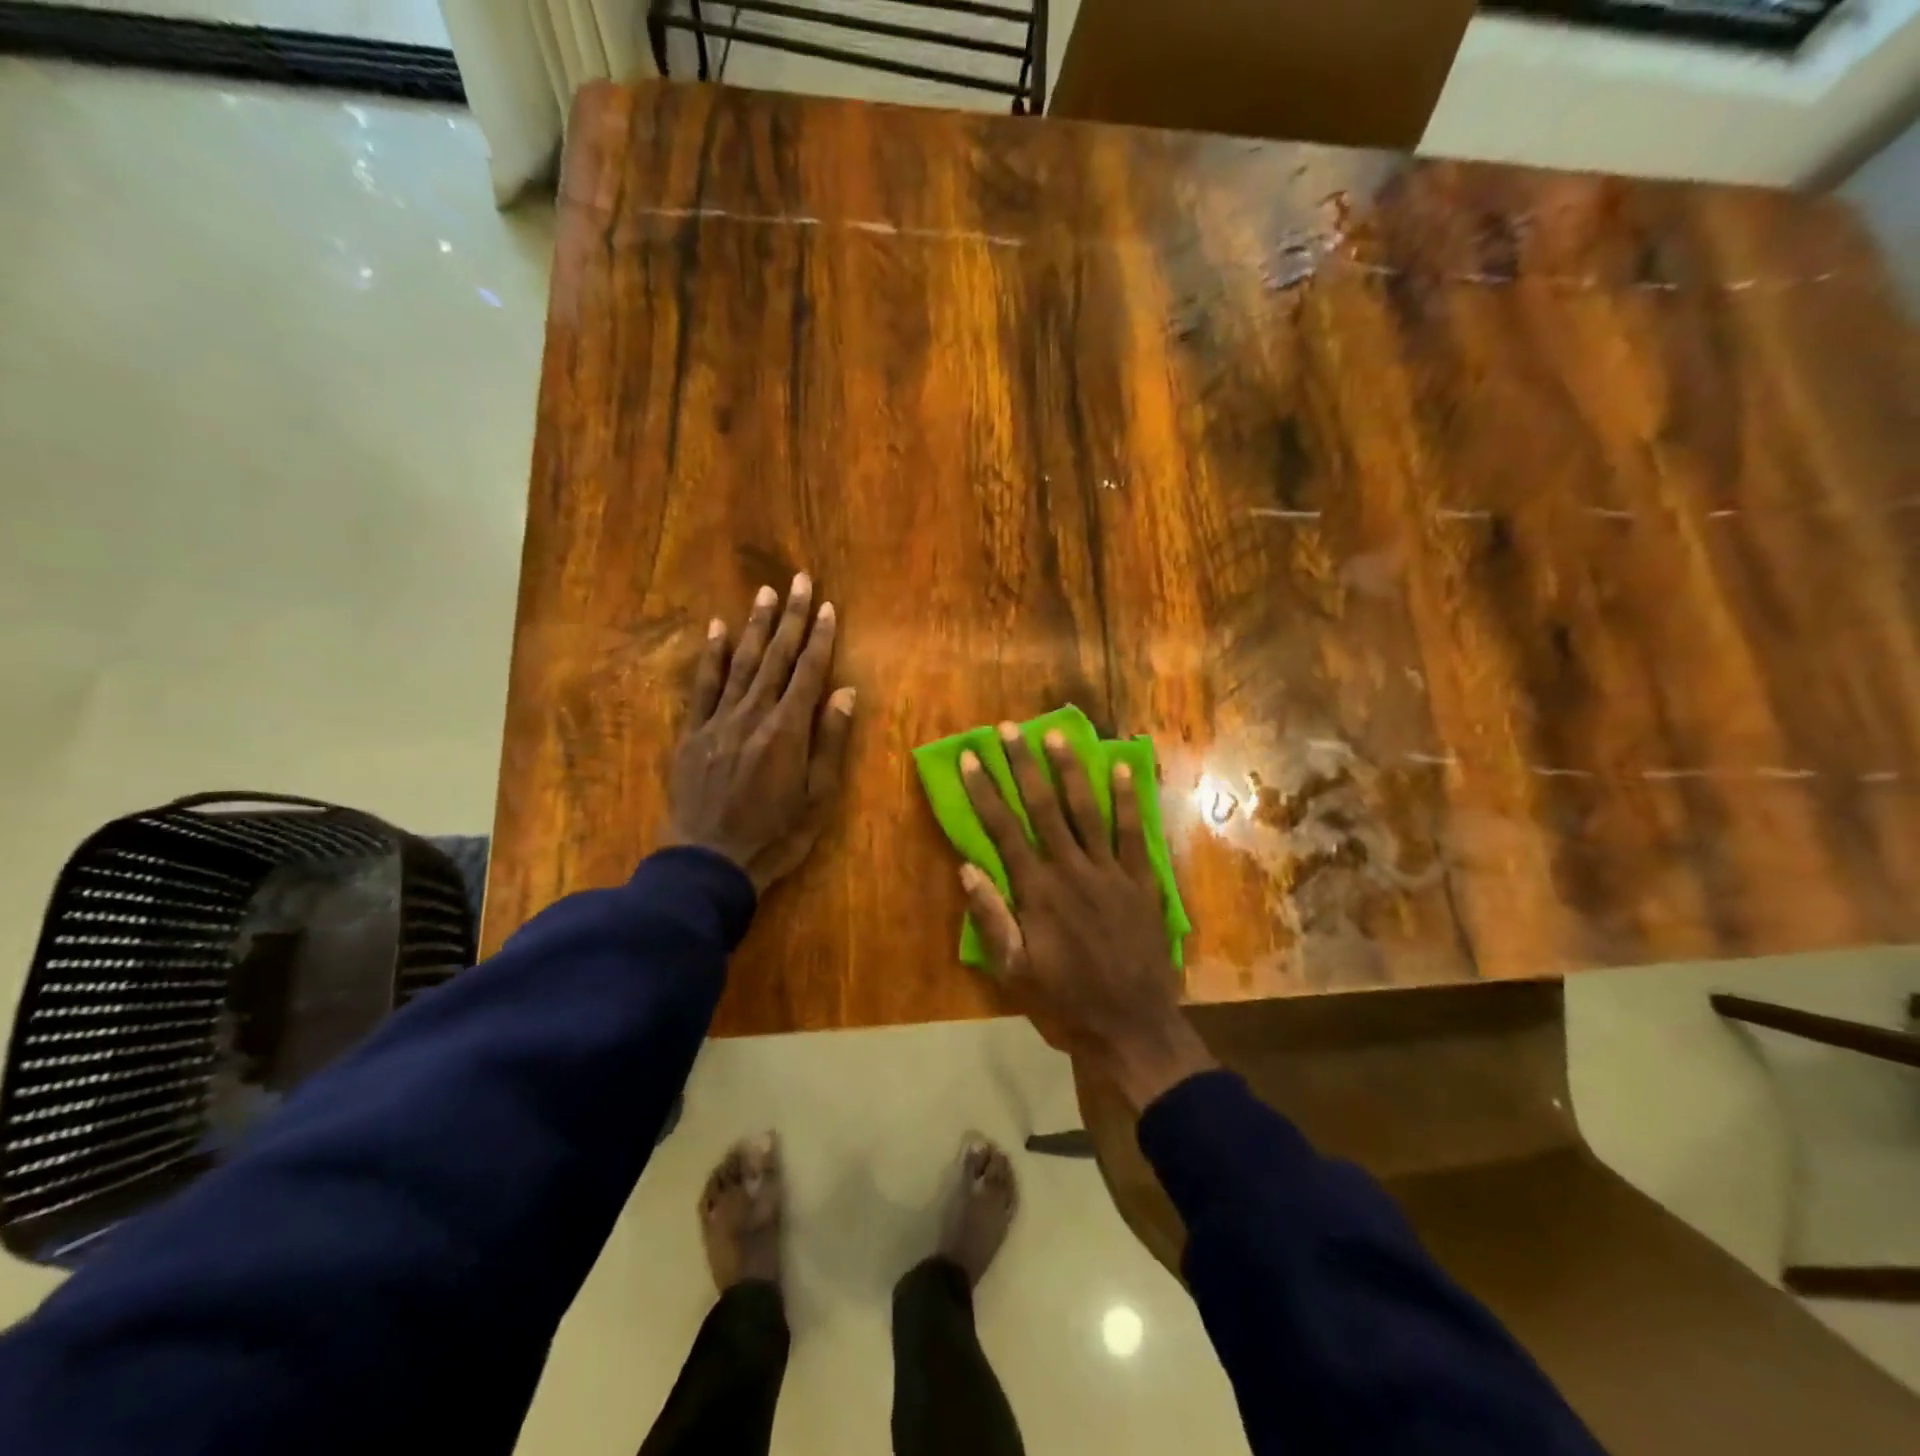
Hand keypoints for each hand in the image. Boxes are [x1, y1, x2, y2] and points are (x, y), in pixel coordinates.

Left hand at [668, 573, 855, 893]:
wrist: (709, 862)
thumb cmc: (774, 836)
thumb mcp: (817, 798)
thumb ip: (830, 742)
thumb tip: (844, 691)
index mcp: (787, 730)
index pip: (808, 672)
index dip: (820, 638)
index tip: (828, 607)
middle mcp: (753, 714)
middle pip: (777, 657)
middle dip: (791, 617)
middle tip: (800, 580)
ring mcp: (719, 720)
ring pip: (741, 662)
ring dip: (756, 625)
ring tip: (765, 592)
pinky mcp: (693, 733)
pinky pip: (704, 686)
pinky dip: (712, 655)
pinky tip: (717, 629)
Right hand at [959, 724, 1215, 1111]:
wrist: (1133, 1027)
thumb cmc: (1066, 1002)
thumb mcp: (1015, 972)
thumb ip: (992, 918)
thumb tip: (967, 868)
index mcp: (1037, 891)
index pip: (1003, 829)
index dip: (983, 791)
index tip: (969, 757)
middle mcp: (1071, 869)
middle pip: (1042, 807)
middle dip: (1022, 765)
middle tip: (1008, 729)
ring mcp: (1110, 872)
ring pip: (1086, 809)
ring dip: (1069, 769)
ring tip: (1055, 734)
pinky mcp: (1141, 881)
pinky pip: (1133, 833)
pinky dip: (1128, 799)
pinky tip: (1121, 768)